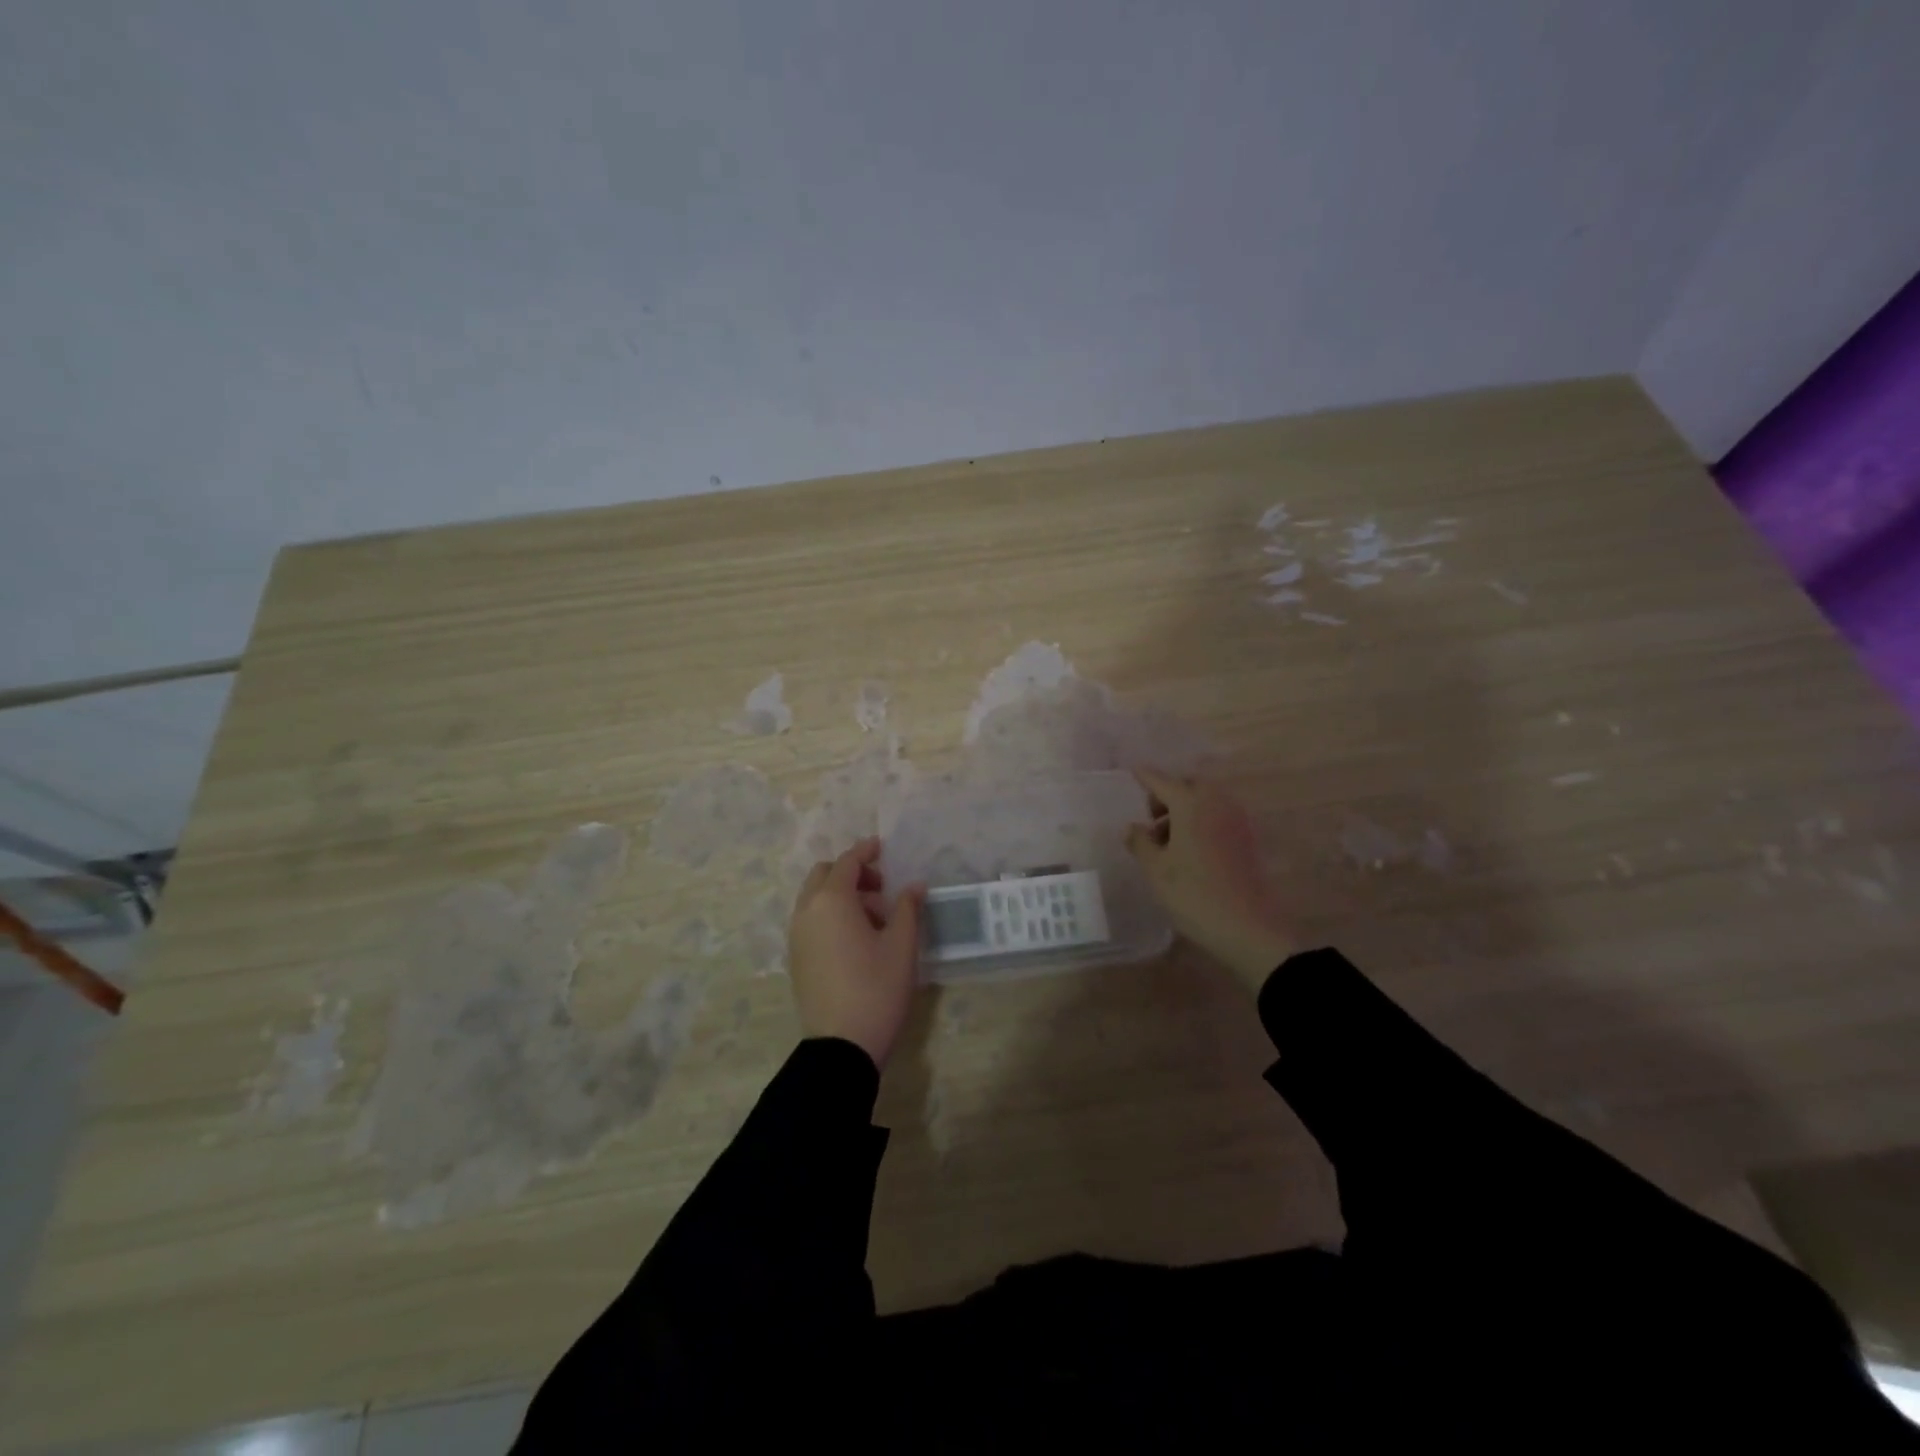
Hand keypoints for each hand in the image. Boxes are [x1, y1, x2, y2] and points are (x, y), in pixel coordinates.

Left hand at [787, 837, 926, 1069]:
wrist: (841, 1046)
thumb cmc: (877, 988)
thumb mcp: (902, 946)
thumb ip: (908, 908)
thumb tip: (914, 886)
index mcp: (831, 901)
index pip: (847, 862)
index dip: (865, 851)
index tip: (882, 847)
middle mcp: (807, 911)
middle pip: (824, 875)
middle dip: (851, 873)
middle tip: (881, 888)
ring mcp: (796, 936)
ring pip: (815, 899)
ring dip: (841, 895)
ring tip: (876, 919)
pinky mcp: (796, 958)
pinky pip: (810, 920)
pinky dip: (830, 915)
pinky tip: (856, 938)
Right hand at [1124, 770, 1298, 990]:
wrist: (1247, 928)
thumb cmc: (1192, 894)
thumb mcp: (1155, 869)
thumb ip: (1140, 842)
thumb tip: (1132, 827)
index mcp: (1191, 803)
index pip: (1161, 781)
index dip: (1145, 777)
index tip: (1132, 772)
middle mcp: (1216, 802)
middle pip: (1188, 786)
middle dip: (1168, 794)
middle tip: (1151, 819)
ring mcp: (1236, 820)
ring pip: (1206, 801)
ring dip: (1185, 810)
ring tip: (1167, 840)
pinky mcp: (1247, 839)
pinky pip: (1218, 817)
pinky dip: (1201, 822)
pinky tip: (1189, 849)